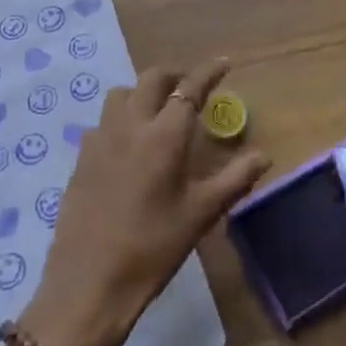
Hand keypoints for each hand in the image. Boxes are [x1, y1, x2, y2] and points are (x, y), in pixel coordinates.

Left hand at [21, 60, 268, 345]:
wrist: (88, 283)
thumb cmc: (152, 249)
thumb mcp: (200, 215)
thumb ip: (234, 179)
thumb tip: (264, 155)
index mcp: (163, 136)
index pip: (189, 89)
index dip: (208, 72)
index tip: (223, 62)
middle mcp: (130, 125)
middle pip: (151, 79)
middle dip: (173, 75)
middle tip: (189, 87)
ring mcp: (100, 139)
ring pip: (122, 94)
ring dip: (142, 92)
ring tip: (157, 110)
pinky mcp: (81, 157)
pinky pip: (103, 121)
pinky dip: (121, 118)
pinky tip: (128, 144)